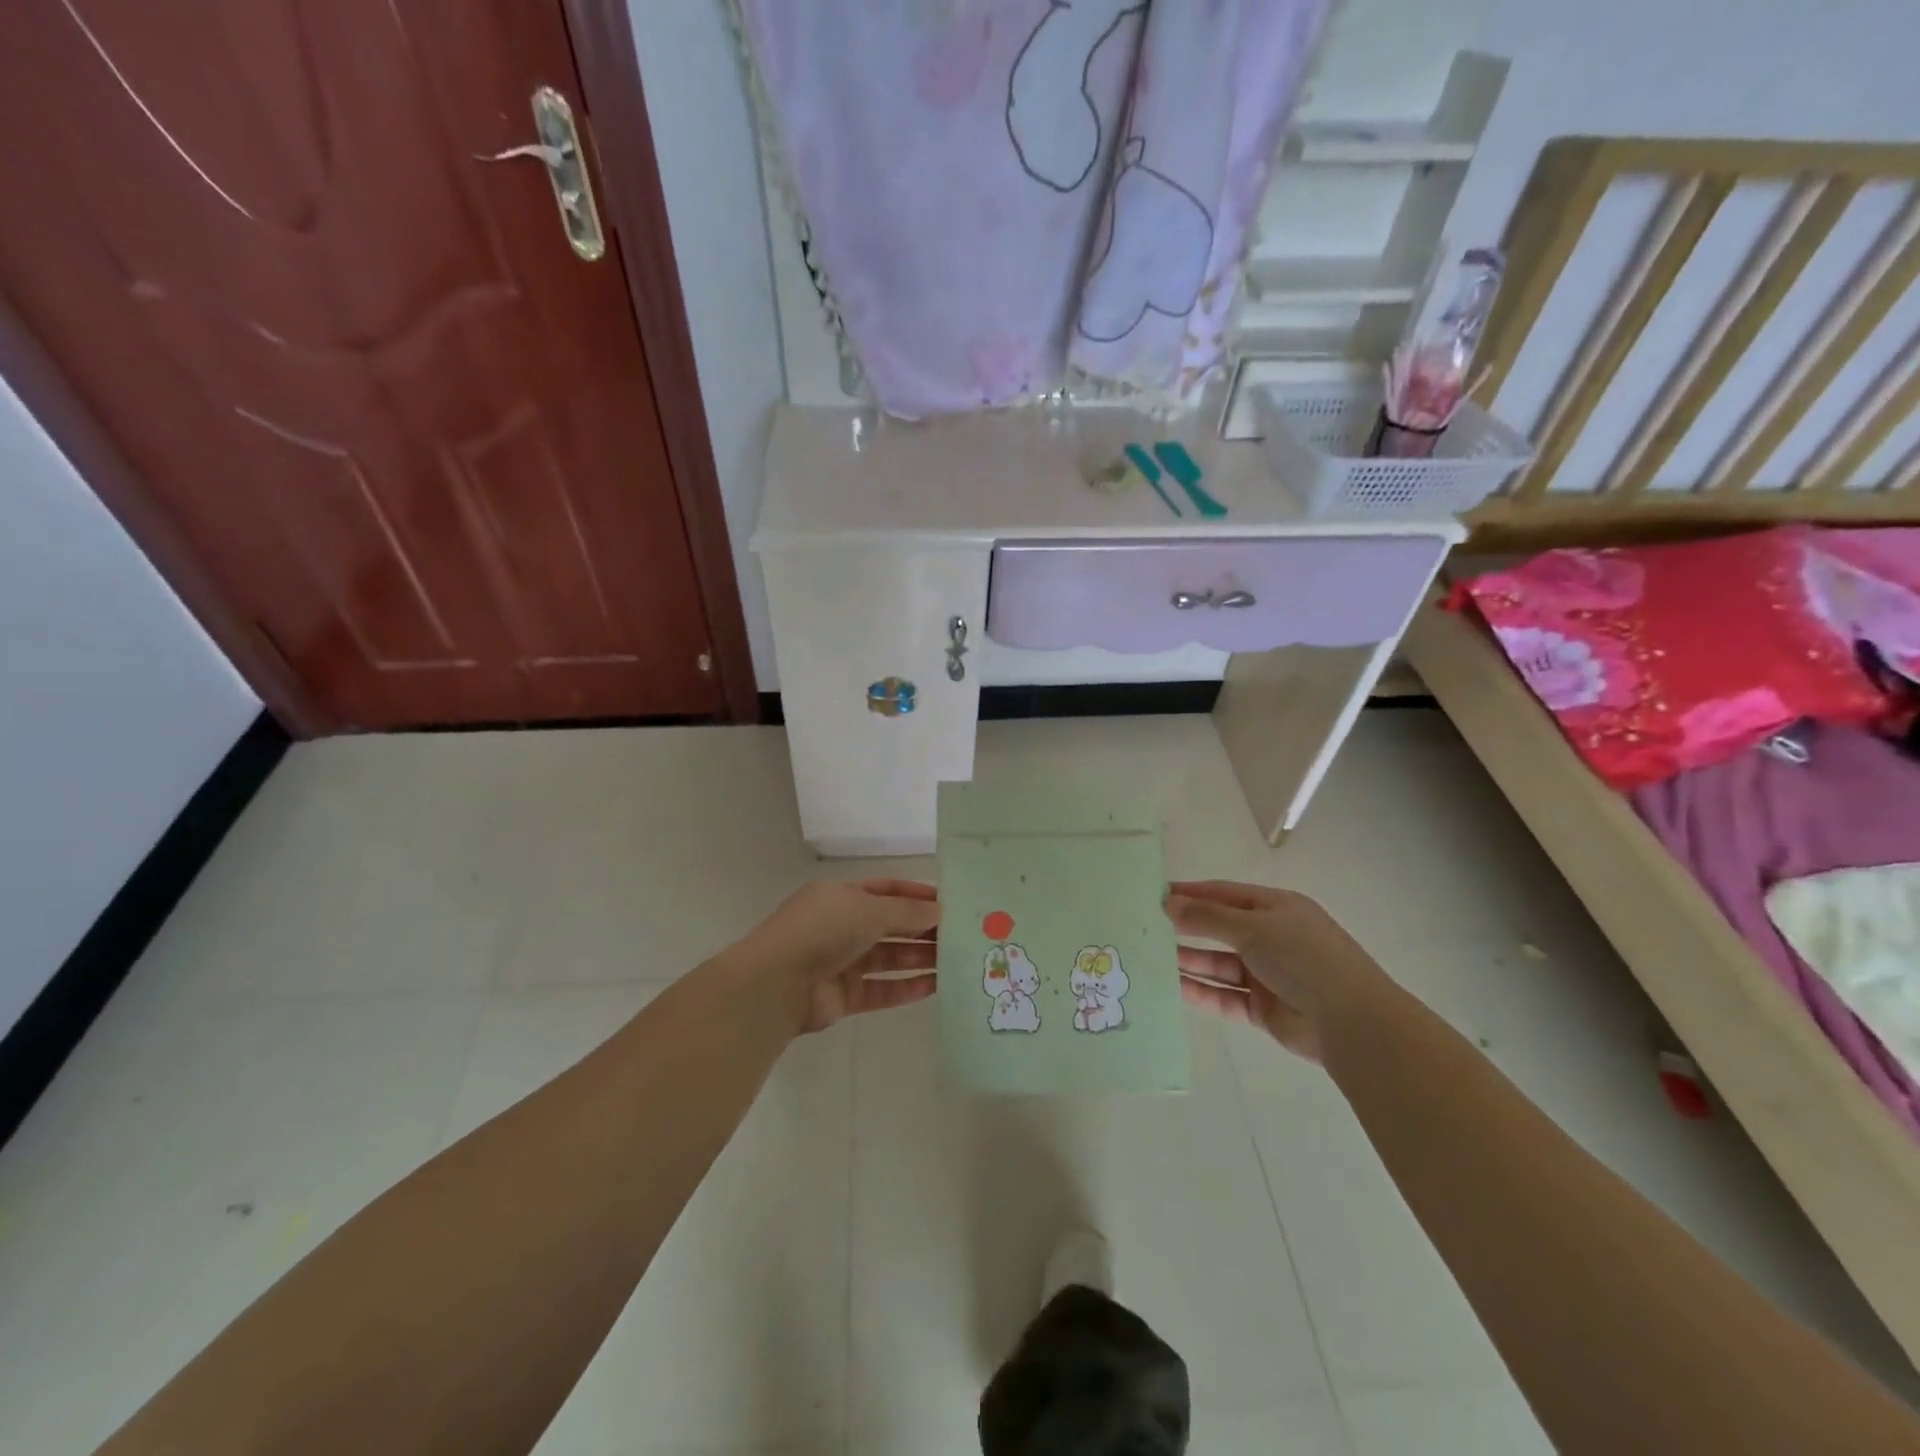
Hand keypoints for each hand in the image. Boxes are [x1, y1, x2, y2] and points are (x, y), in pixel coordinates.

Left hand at [737, 879, 940, 1033]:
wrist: (777, 983)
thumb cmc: (823, 931)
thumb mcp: (869, 910)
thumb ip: (907, 913)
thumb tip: (939, 912)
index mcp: (842, 896)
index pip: (887, 890)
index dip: (917, 895)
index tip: (950, 904)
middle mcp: (842, 925)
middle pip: (890, 925)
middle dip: (923, 929)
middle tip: (961, 935)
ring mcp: (841, 962)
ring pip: (889, 958)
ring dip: (919, 958)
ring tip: (956, 961)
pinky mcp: (843, 996)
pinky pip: (881, 989)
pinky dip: (906, 988)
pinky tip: (935, 987)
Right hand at [1167, 880, 1388, 1062]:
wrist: (1352, 1023)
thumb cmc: (1304, 958)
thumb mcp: (1253, 928)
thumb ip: (1207, 918)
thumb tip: (1168, 904)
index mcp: (1276, 908)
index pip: (1224, 894)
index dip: (1190, 893)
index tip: (1154, 894)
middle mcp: (1271, 937)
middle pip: (1219, 928)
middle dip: (1185, 927)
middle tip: (1145, 927)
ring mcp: (1267, 974)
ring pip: (1218, 964)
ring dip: (1188, 960)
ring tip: (1150, 957)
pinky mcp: (1263, 1008)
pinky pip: (1224, 995)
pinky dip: (1201, 991)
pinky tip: (1173, 987)